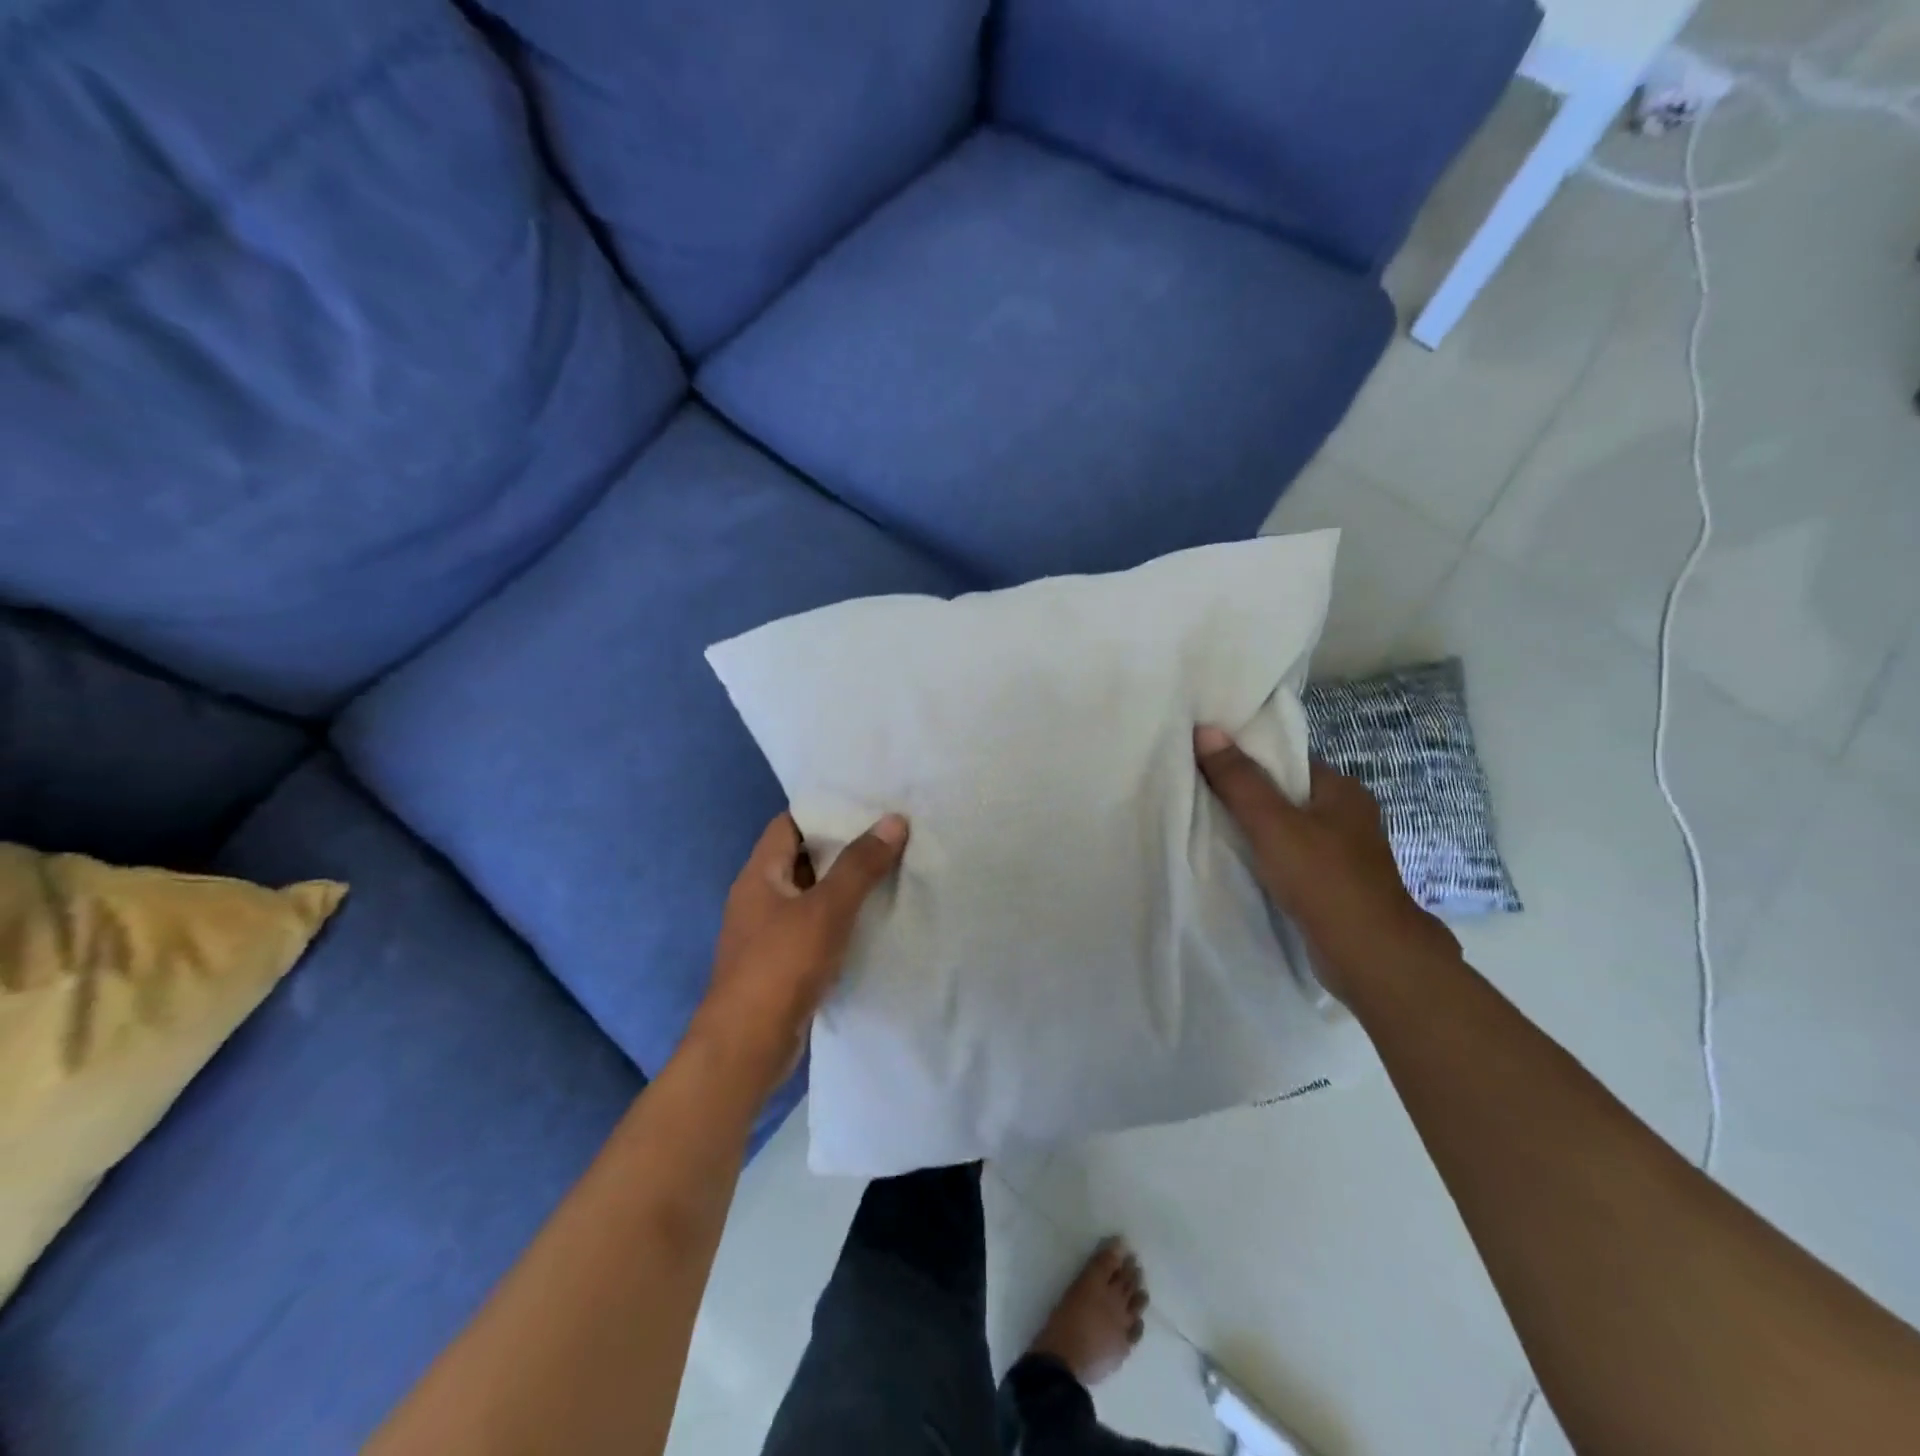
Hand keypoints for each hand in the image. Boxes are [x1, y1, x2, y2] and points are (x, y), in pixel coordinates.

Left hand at [691, 810, 908, 1095]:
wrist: (746, 1048)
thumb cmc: (781, 966)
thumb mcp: (826, 910)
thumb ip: (860, 865)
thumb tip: (893, 820)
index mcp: (759, 875)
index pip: (789, 824)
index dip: (823, 809)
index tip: (865, 803)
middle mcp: (759, 898)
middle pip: (802, 858)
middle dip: (842, 846)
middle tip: (889, 834)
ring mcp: (767, 933)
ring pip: (810, 895)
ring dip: (843, 885)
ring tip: (890, 870)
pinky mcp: (781, 964)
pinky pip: (813, 928)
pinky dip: (839, 919)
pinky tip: (872, 920)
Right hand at [1194, 725, 1456, 1004]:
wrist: (1370, 956)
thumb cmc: (1323, 878)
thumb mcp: (1272, 822)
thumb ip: (1238, 779)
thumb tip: (1206, 729)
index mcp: (1342, 790)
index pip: (1287, 761)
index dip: (1248, 759)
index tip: (1208, 763)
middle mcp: (1349, 817)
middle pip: (1286, 795)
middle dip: (1248, 797)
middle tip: (1200, 796)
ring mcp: (1345, 855)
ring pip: (1290, 831)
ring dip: (1258, 832)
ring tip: (1212, 829)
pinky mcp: (1336, 887)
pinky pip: (1293, 860)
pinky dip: (1269, 860)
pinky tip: (1242, 865)